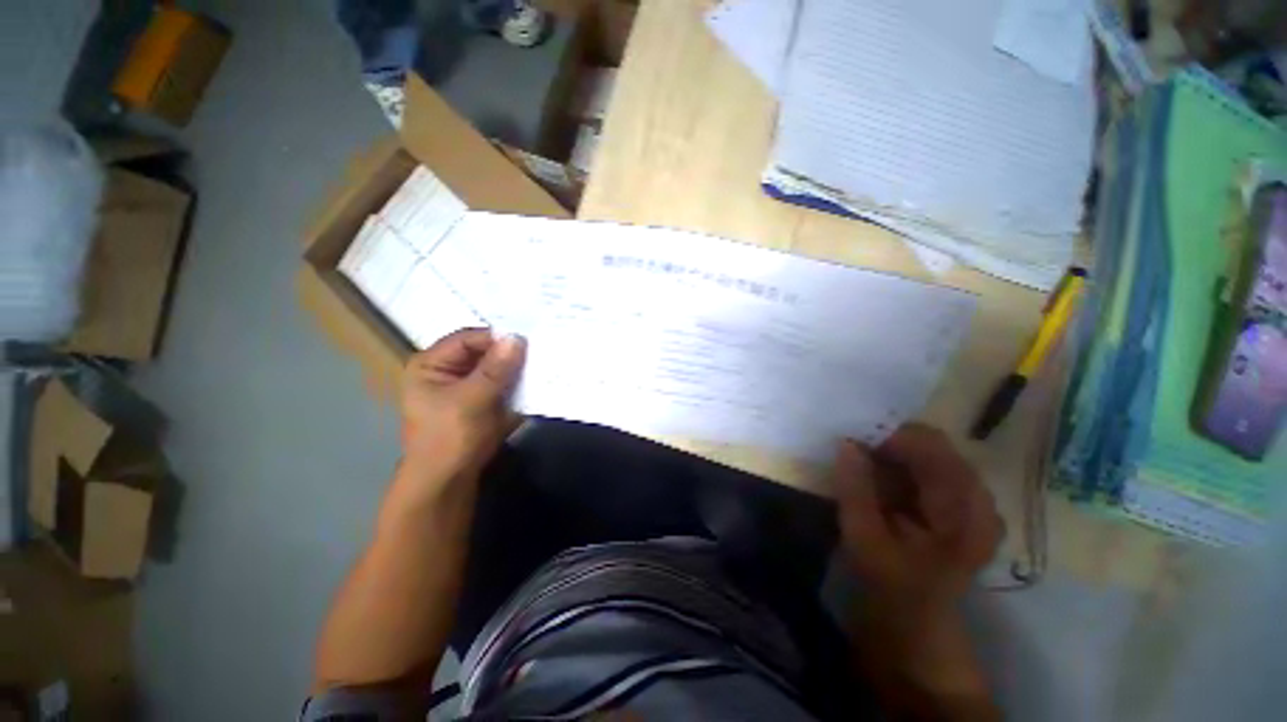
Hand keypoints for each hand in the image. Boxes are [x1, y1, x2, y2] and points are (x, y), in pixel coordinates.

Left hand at [399, 328, 526, 492]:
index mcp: (432, 365)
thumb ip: (496, 369)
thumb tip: (517, 339)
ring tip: (543, 364)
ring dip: (517, 369)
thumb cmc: (450, 438)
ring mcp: (467, 387)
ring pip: (497, 369)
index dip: (496, 338)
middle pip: (484, 353)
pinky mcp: (482, 402)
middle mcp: (448, 371)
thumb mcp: (473, 400)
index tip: (527, 341)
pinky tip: (537, 382)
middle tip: (539, 351)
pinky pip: (504, 385)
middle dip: (510, 354)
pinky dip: (518, 384)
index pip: (468, 339)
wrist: (448, 483)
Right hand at [834, 424, 1001, 609]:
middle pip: (932, 446)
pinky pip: (927, 468)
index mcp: (966, 510)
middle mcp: (978, 498)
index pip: (931, 446)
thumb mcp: (866, 542)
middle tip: (851, 449)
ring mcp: (972, 501)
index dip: (890, 435)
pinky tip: (875, 477)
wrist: (917, 625)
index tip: (852, 438)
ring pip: (928, 454)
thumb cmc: (893, 588)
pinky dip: (898, 466)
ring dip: (891, 454)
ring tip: (859, 463)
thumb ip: (856, 491)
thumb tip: (846, 443)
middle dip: (888, 442)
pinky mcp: (959, 505)